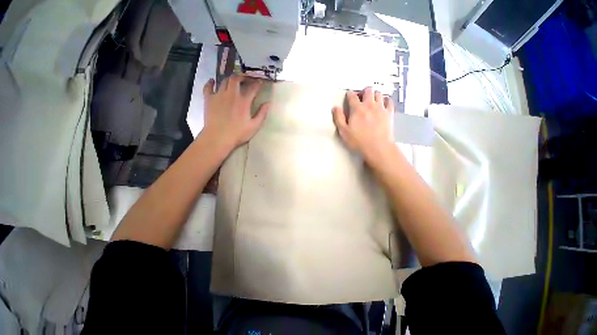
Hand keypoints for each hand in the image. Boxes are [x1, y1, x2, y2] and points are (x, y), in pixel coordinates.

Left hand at [201, 74, 269, 150]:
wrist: (218, 138)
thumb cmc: (238, 133)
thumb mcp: (254, 126)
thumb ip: (262, 114)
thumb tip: (268, 103)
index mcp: (244, 101)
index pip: (252, 88)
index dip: (257, 83)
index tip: (260, 82)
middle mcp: (231, 94)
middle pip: (236, 79)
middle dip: (242, 76)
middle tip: (246, 78)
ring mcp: (218, 95)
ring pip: (224, 81)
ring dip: (230, 79)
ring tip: (233, 81)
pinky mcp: (208, 99)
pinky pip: (208, 87)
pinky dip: (210, 82)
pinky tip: (212, 81)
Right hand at [332, 87, 394, 161]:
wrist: (377, 148)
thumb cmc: (358, 141)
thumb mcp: (344, 131)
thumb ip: (338, 118)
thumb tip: (335, 108)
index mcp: (357, 109)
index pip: (352, 96)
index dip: (349, 94)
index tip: (348, 95)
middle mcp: (369, 105)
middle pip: (368, 90)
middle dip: (363, 91)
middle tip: (360, 97)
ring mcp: (381, 108)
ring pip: (379, 93)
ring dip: (374, 94)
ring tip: (371, 100)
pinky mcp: (389, 113)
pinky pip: (389, 101)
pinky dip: (386, 100)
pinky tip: (383, 103)